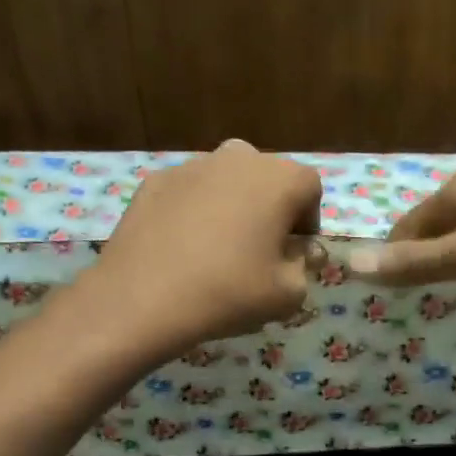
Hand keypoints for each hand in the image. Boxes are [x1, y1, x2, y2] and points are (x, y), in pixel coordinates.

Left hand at [87, 139, 321, 350]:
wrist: (144, 297)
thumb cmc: (230, 292)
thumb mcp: (288, 294)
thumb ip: (304, 266)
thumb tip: (300, 252)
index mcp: (279, 179)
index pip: (310, 188)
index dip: (308, 221)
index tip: (295, 253)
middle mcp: (238, 158)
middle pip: (267, 178)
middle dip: (271, 209)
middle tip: (259, 251)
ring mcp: (192, 165)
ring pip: (226, 181)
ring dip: (232, 207)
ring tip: (218, 251)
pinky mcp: (155, 180)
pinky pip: (189, 193)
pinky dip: (194, 213)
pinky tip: (183, 249)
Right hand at [347, 161, 455, 284]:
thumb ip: (416, 262)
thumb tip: (351, 265)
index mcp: (455, 191)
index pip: (406, 225)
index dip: (392, 254)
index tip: (385, 287)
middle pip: (437, 222)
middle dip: (422, 252)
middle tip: (414, 291)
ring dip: (454, 250)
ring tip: (450, 283)